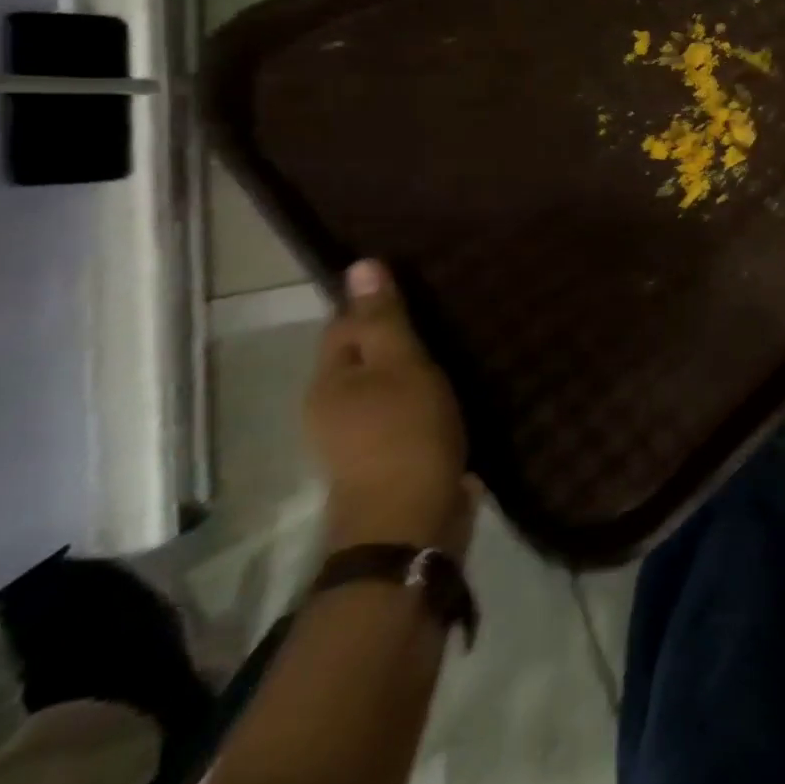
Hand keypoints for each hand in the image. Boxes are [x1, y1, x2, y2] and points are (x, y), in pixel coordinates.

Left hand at [307, 260, 474, 557]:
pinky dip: (423, 394)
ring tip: (455, 343)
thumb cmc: (404, 432)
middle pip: (362, 356)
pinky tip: (453, 387)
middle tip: (443, 309)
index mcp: (329, 381)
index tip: (416, 281)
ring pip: (385, 384)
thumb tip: (361, 264)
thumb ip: (383, 319)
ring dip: (411, 366)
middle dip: (394, 334)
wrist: (411, 519)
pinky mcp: (389, 457)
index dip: (373, 301)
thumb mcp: (400, 366)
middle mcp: (333, 406)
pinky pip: (404, 409)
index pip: (343, 324)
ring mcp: (359, 437)